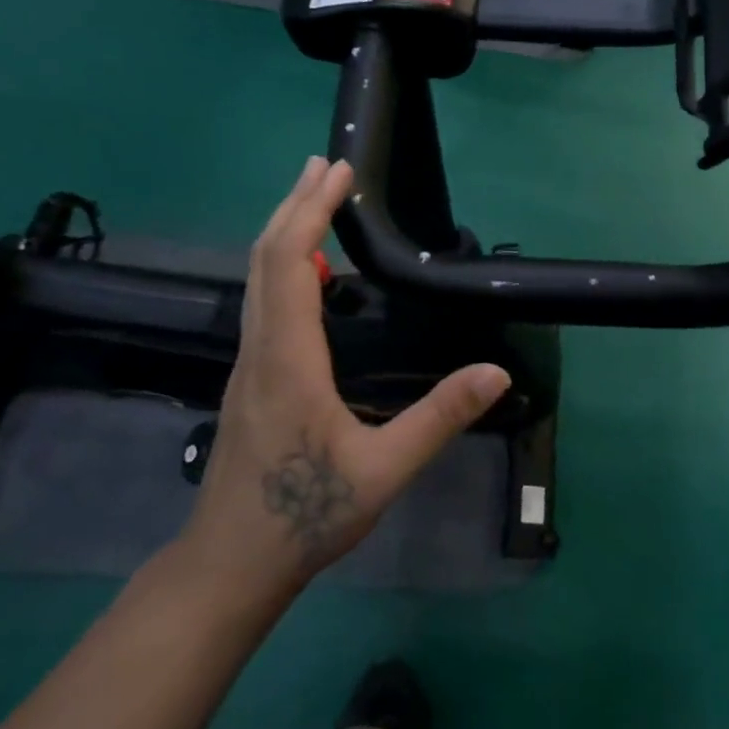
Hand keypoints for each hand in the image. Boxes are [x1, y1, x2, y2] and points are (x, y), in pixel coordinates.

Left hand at [178, 157, 510, 606]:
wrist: (230, 564)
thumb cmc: (305, 516)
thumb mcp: (386, 469)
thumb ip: (440, 417)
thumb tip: (497, 372)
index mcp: (288, 360)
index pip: (289, 263)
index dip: (311, 211)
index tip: (338, 172)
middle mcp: (259, 350)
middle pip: (264, 258)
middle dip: (294, 204)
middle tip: (324, 165)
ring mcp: (248, 365)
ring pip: (257, 279)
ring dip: (285, 231)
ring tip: (314, 200)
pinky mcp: (249, 380)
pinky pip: (262, 303)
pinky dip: (283, 266)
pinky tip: (308, 274)